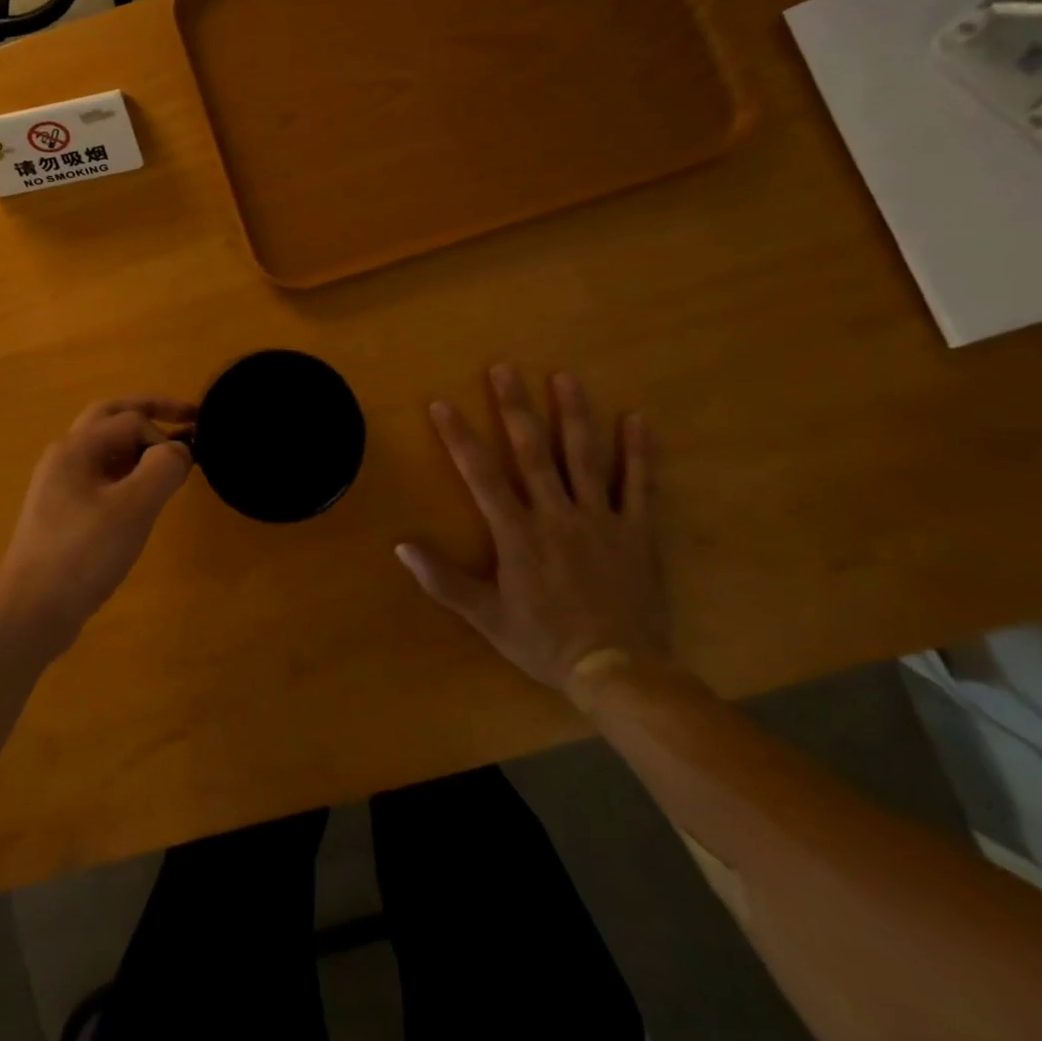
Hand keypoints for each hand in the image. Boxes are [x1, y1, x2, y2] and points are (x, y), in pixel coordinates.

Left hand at [0, 396, 196, 654]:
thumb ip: (163, 468)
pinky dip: (127, 472)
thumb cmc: (83, 554)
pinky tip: (142, 497)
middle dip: (150, 413)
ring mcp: (59, 485)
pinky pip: (100, 476)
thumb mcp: (133, 508)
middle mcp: (63, 456)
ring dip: (138, 444)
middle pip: (110, 417)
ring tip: (168, 460)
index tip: (186, 466)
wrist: (31, 611)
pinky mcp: (63, 512)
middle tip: (188, 417)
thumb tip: (180, 450)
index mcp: (75, 447)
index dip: (163, 434)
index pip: (130, 419)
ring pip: (104, 447)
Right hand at [397, 366, 664, 689]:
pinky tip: (638, 419)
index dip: (459, 437)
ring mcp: (601, 519)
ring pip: (585, 458)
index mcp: (517, 533)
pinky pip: (641, 486)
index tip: (442, 404)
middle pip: (533, 452)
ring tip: (565, 377)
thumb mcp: (486, 617)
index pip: (481, 475)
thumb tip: (401, 547)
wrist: (620, 671)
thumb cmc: (545, 641)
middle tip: (505, 368)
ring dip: (574, 415)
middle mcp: (556, 514)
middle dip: (515, 408)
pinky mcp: (637, 532)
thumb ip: (444, 580)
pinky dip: (640, 452)